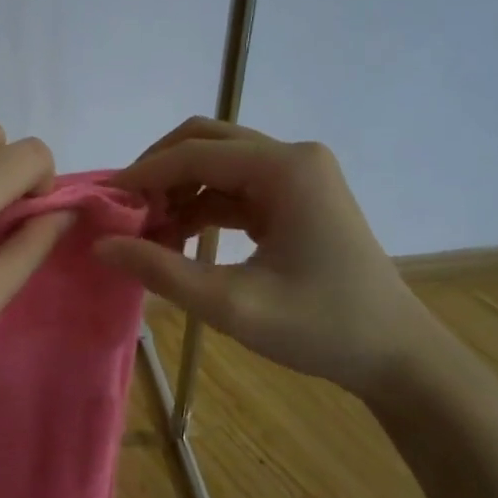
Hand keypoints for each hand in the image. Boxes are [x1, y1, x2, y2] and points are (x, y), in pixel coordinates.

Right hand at [94, 117, 440, 398]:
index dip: (142, 175)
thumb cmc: (321, 328)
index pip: (194, 154)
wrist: (395, 355)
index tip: (102, 204)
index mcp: (284, 168)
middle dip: (158, 173)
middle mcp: (292, 157)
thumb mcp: (232, 305)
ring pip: (217, 164)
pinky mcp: (296, 199)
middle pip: (205, 142)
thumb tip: (102, 245)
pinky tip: (177, 242)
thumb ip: (161, 271)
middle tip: (124, 214)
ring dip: (177, 192)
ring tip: (146, 235)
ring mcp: (297, 176)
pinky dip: (201, 209)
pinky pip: (235, 189)